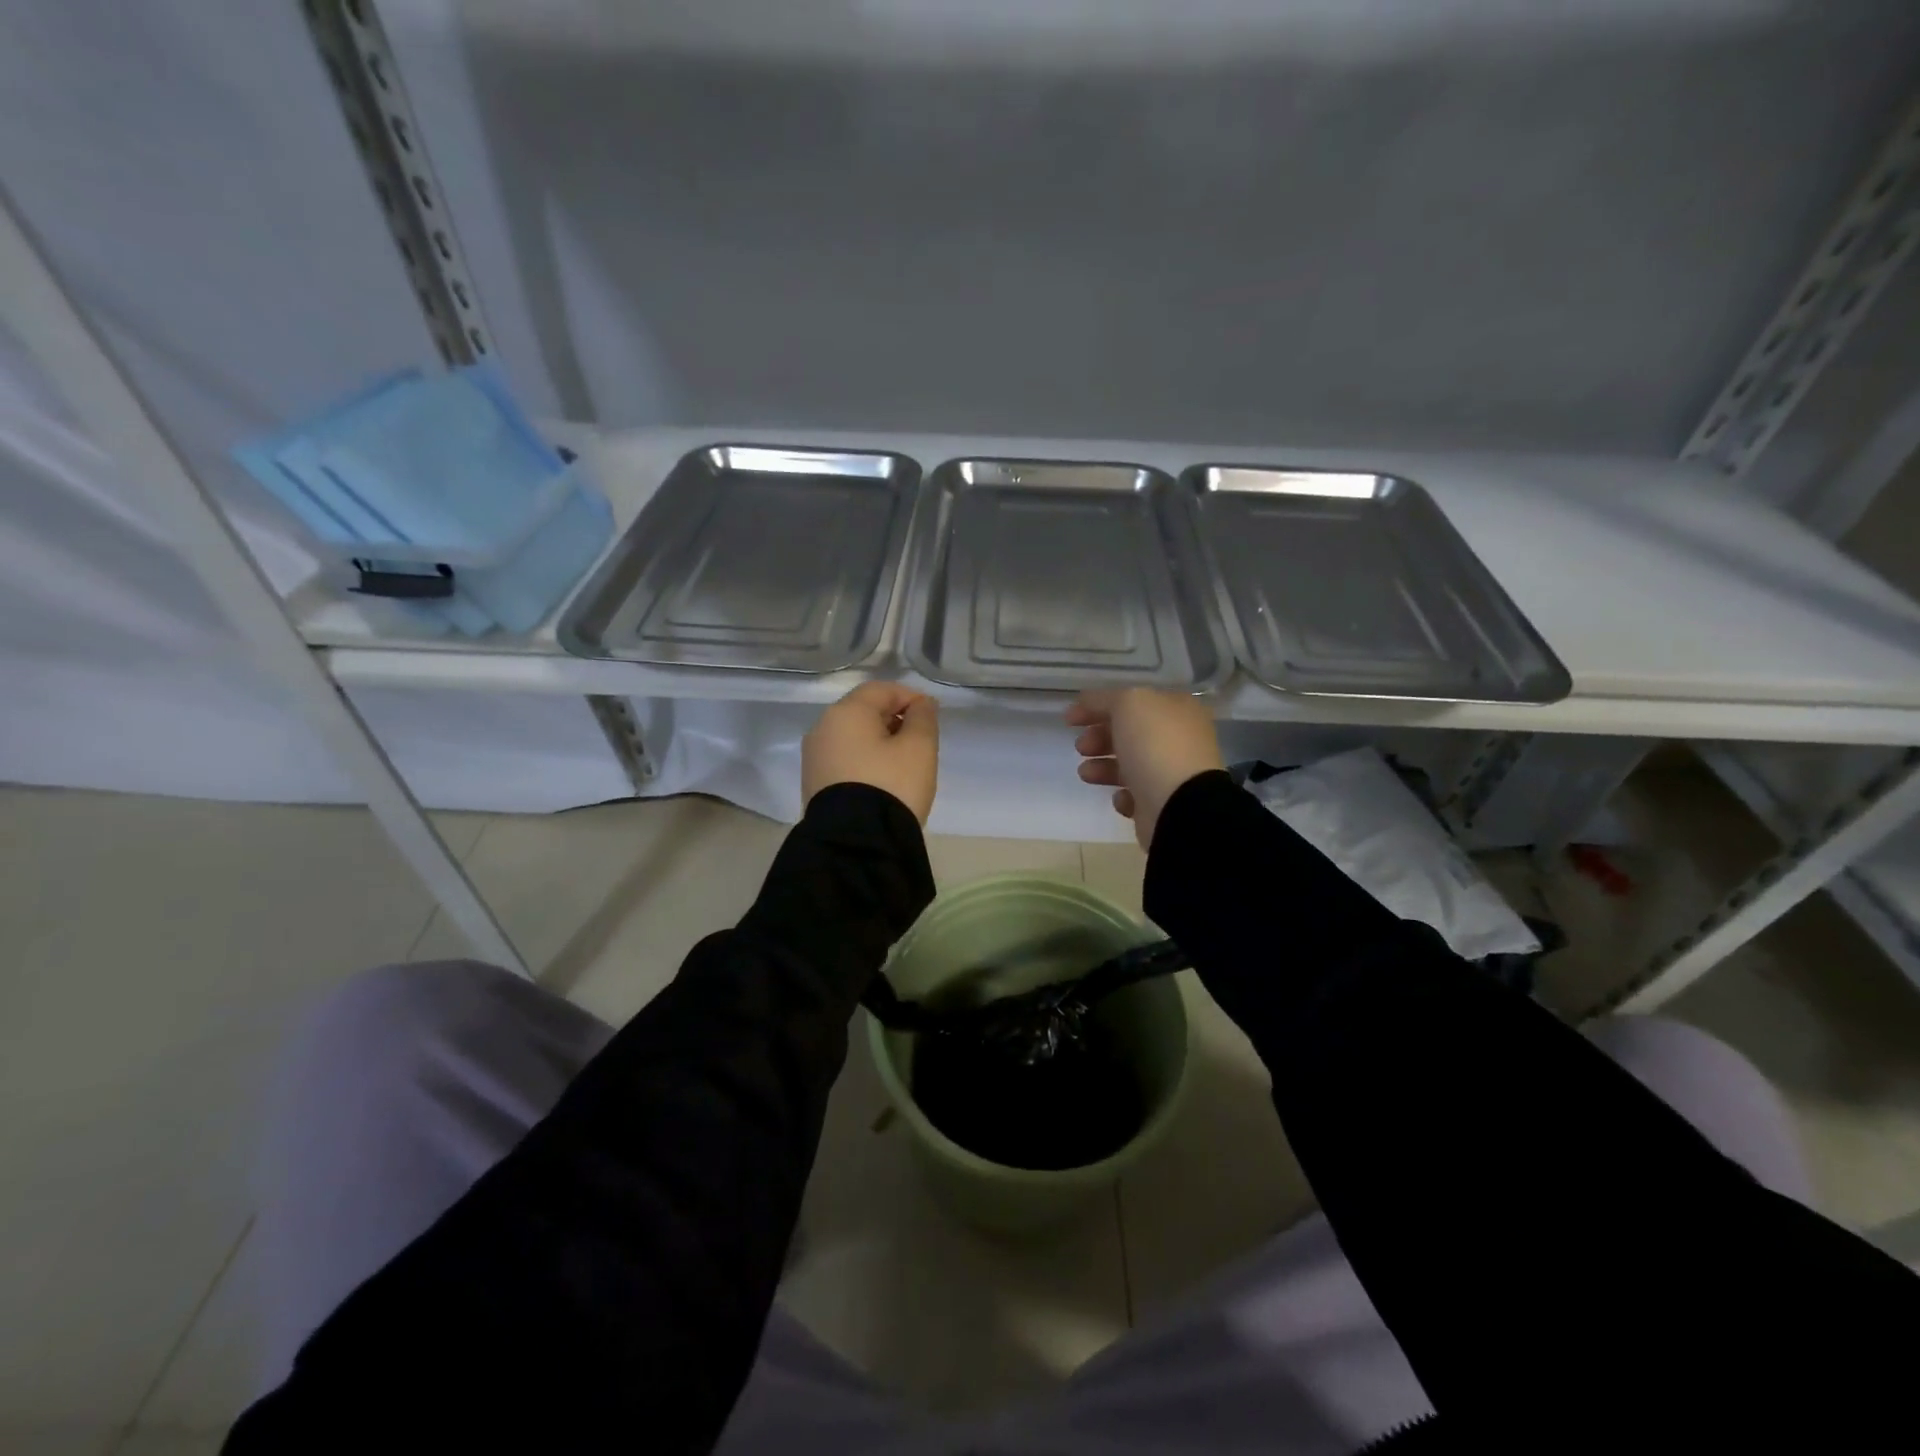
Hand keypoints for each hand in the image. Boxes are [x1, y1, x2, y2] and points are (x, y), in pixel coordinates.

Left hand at [803, 681, 939, 823]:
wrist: (857, 843)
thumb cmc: (892, 785)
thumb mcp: (919, 748)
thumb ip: (923, 718)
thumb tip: (921, 704)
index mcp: (845, 713)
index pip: (881, 690)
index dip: (910, 697)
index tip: (932, 715)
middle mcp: (822, 729)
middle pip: (863, 712)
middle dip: (894, 719)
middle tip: (921, 741)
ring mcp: (814, 758)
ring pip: (853, 737)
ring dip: (880, 742)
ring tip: (904, 764)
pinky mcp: (813, 784)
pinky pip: (844, 760)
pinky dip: (865, 761)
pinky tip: (882, 780)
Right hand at [1066, 688, 1222, 849]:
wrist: (1179, 805)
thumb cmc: (1155, 745)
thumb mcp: (1128, 704)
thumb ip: (1105, 699)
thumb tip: (1087, 702)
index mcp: (1177, 709)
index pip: (1133, 701)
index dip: (1098, 706)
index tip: (1069, 719)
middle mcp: (1179, 739)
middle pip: (1130, 734)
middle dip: (1099, 738)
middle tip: (1081, 747)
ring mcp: (1173, 773)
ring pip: (1130, 765)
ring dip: (1102, 767)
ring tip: (1086, 773)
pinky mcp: (1164, 804)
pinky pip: (1137, 795)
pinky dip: (1123, 795)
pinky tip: (1120, 797)